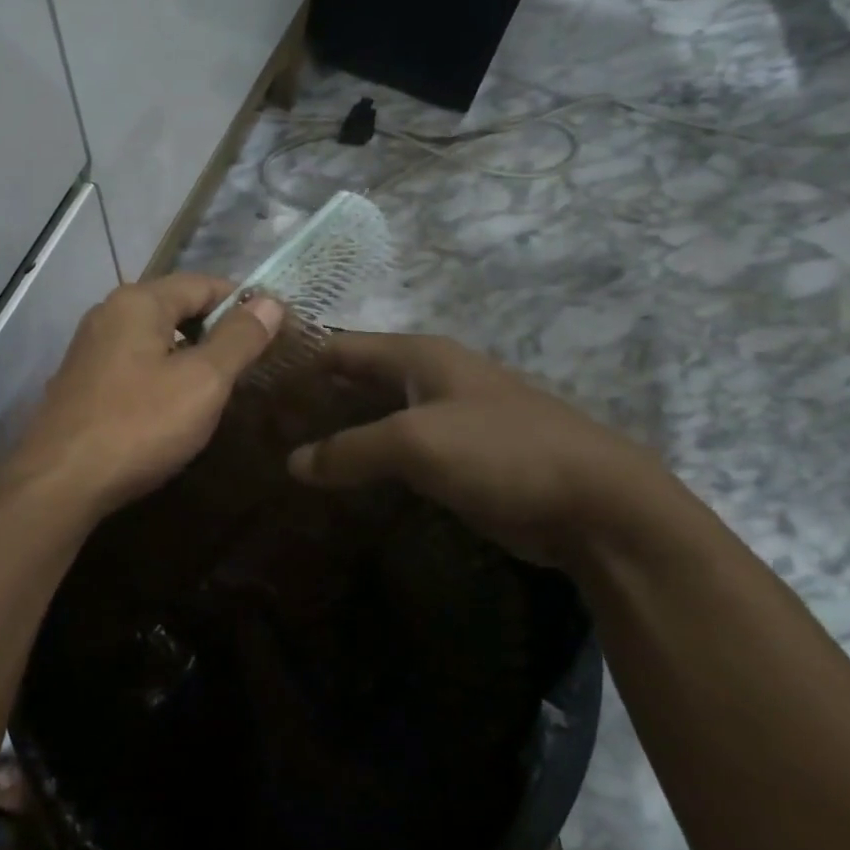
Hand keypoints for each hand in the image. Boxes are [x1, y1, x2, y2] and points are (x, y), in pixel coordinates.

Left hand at [8, 274, 284, 519]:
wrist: (59, 483)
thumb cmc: (138, 425)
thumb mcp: (203, 381)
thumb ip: (239, 338)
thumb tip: (270, 301)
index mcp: (138, 301)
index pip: (203, 283)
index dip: (243, 303)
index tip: (275, 330)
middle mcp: (108, 313)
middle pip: (176, 307)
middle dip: (216, 329)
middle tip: (252, 362)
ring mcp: (90, 348)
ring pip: (155, 338)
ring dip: (190, 354)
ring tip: (221, 386)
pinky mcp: (82, 382)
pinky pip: (135, 363)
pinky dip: (162, 373)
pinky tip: (176, 405)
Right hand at [286, 332, 672, 565]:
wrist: (596, 503)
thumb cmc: (501, 451)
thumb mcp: (416, 443)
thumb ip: (349, 450)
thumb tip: (292, 463)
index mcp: (420, 355)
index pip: (341, 346)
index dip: (299, 358)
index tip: (253, 379)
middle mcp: (431, 376)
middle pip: (356, 378)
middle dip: (314, 397)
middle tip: (263, 423)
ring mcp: (447, 416)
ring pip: (376, 416)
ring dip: (339, 430)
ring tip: (288, 451)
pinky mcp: (459, 456)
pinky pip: (398, 450)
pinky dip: (368, 459)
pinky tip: (340, 479)